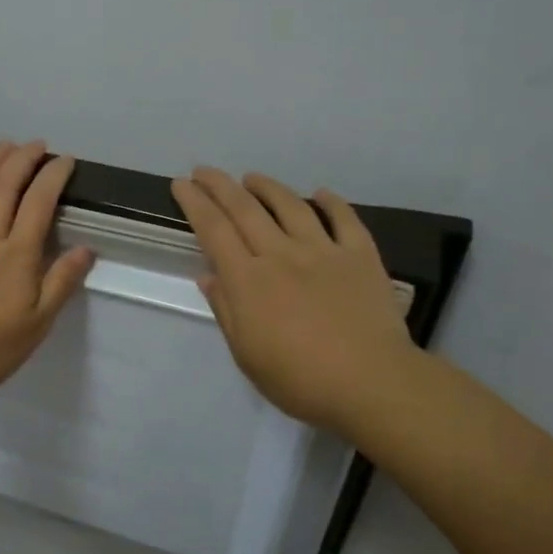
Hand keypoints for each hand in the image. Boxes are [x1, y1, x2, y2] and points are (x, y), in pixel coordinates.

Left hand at [0, 140, 95, 404]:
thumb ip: (61, 283)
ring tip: (4, 145)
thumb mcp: (37, 325)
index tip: (65, 160)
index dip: (53, 176)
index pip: (39, 204)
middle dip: (23, 159)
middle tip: (37, 145)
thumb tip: (86, 249)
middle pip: (4, 187)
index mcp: (16, 256)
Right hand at [171, 168, 416, 435]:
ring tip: (252, 178)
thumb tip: (208, 275)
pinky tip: (320, 193)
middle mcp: (281, 254)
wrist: (371, 382)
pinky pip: (344, 219)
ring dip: (267, 187)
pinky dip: (331, 202)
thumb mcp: (246, 355)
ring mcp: (323, 251)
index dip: (195, 204)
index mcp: (249, 280)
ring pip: (290, 206)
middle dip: (220, 186)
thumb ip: (226, 310)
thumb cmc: (299, 379)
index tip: (181, 184)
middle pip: (245, 210)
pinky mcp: (360, 256)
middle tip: (204, 171)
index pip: (214, 231)